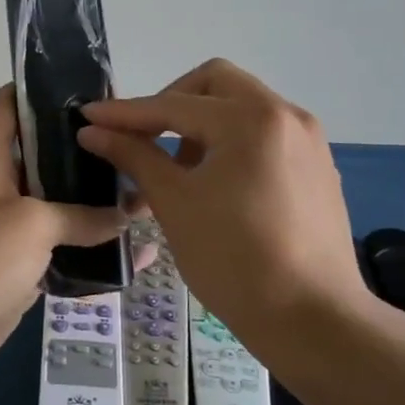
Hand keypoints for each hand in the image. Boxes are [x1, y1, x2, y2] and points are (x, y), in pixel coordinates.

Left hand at [0, 86, 129, 385]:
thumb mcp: (30, 226)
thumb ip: (80, 215)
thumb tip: (123, 215)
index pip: (13, 103)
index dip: (48, 89)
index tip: (97, 92)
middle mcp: (1, 185)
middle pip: (48, 157)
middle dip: (90, 153)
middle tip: (141, 148)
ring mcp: (10, 228)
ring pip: (60, 207)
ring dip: (98, 206)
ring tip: (149, 196)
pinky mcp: (19, 267)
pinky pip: (62, 251)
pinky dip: (93, 252)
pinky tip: (136, 255)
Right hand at [77, 59, 379, 356]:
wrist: (313, 321)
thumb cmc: (234, 260)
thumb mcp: (174, 203)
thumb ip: (133, 156)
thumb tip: (92, 131)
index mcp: (250, 119)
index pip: (173, 104)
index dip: (125, 112)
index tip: (88, 117)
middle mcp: (285, 115)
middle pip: (215, 83)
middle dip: (171, 103)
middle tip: (144, 138)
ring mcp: (307, 140)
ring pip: (242, 106)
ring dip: (203, 123)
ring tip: (178, 168)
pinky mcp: (317, 167)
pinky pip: (264, 134)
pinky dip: (231, 142)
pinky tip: (214, 183)